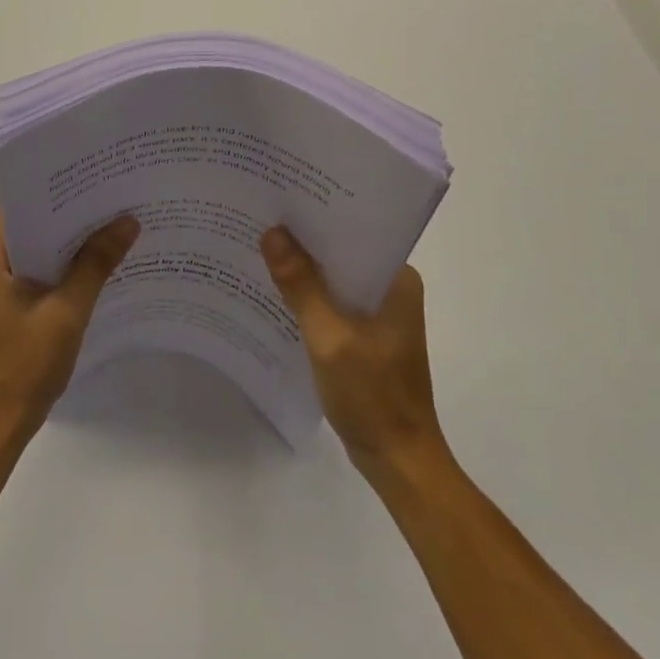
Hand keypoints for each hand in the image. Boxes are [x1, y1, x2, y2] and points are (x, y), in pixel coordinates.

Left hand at [0, 210, 138, 446]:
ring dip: (71, 241)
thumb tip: (128, 220)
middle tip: (117, 196)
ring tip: (115, 222)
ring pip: (38, 246)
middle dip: (73, 213)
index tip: (99, 176)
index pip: (25, 203)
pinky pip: (37, 269)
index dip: (62, 189)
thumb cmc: (22, 367)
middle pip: (33, 222)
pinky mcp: (4, 303)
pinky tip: (98, 263)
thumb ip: (96, 263)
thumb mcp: (66, 312)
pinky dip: (63, 265)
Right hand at [261, 226, 449, 482]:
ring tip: (261, 245)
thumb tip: (272, 232)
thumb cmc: (371, 397)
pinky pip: (333, 301)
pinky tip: (276, 290)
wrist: (398, 462)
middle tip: (261, 216)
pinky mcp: (366, 333)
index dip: (317, 214)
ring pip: (335, 276)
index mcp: (397, 279)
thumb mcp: (329, 338)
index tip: (280, 196)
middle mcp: (392, 287)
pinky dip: (309, 295)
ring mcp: (380, 312)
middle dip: (304, 239)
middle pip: (341, 251)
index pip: (354, 230)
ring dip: (304, 268)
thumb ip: (301, 285)